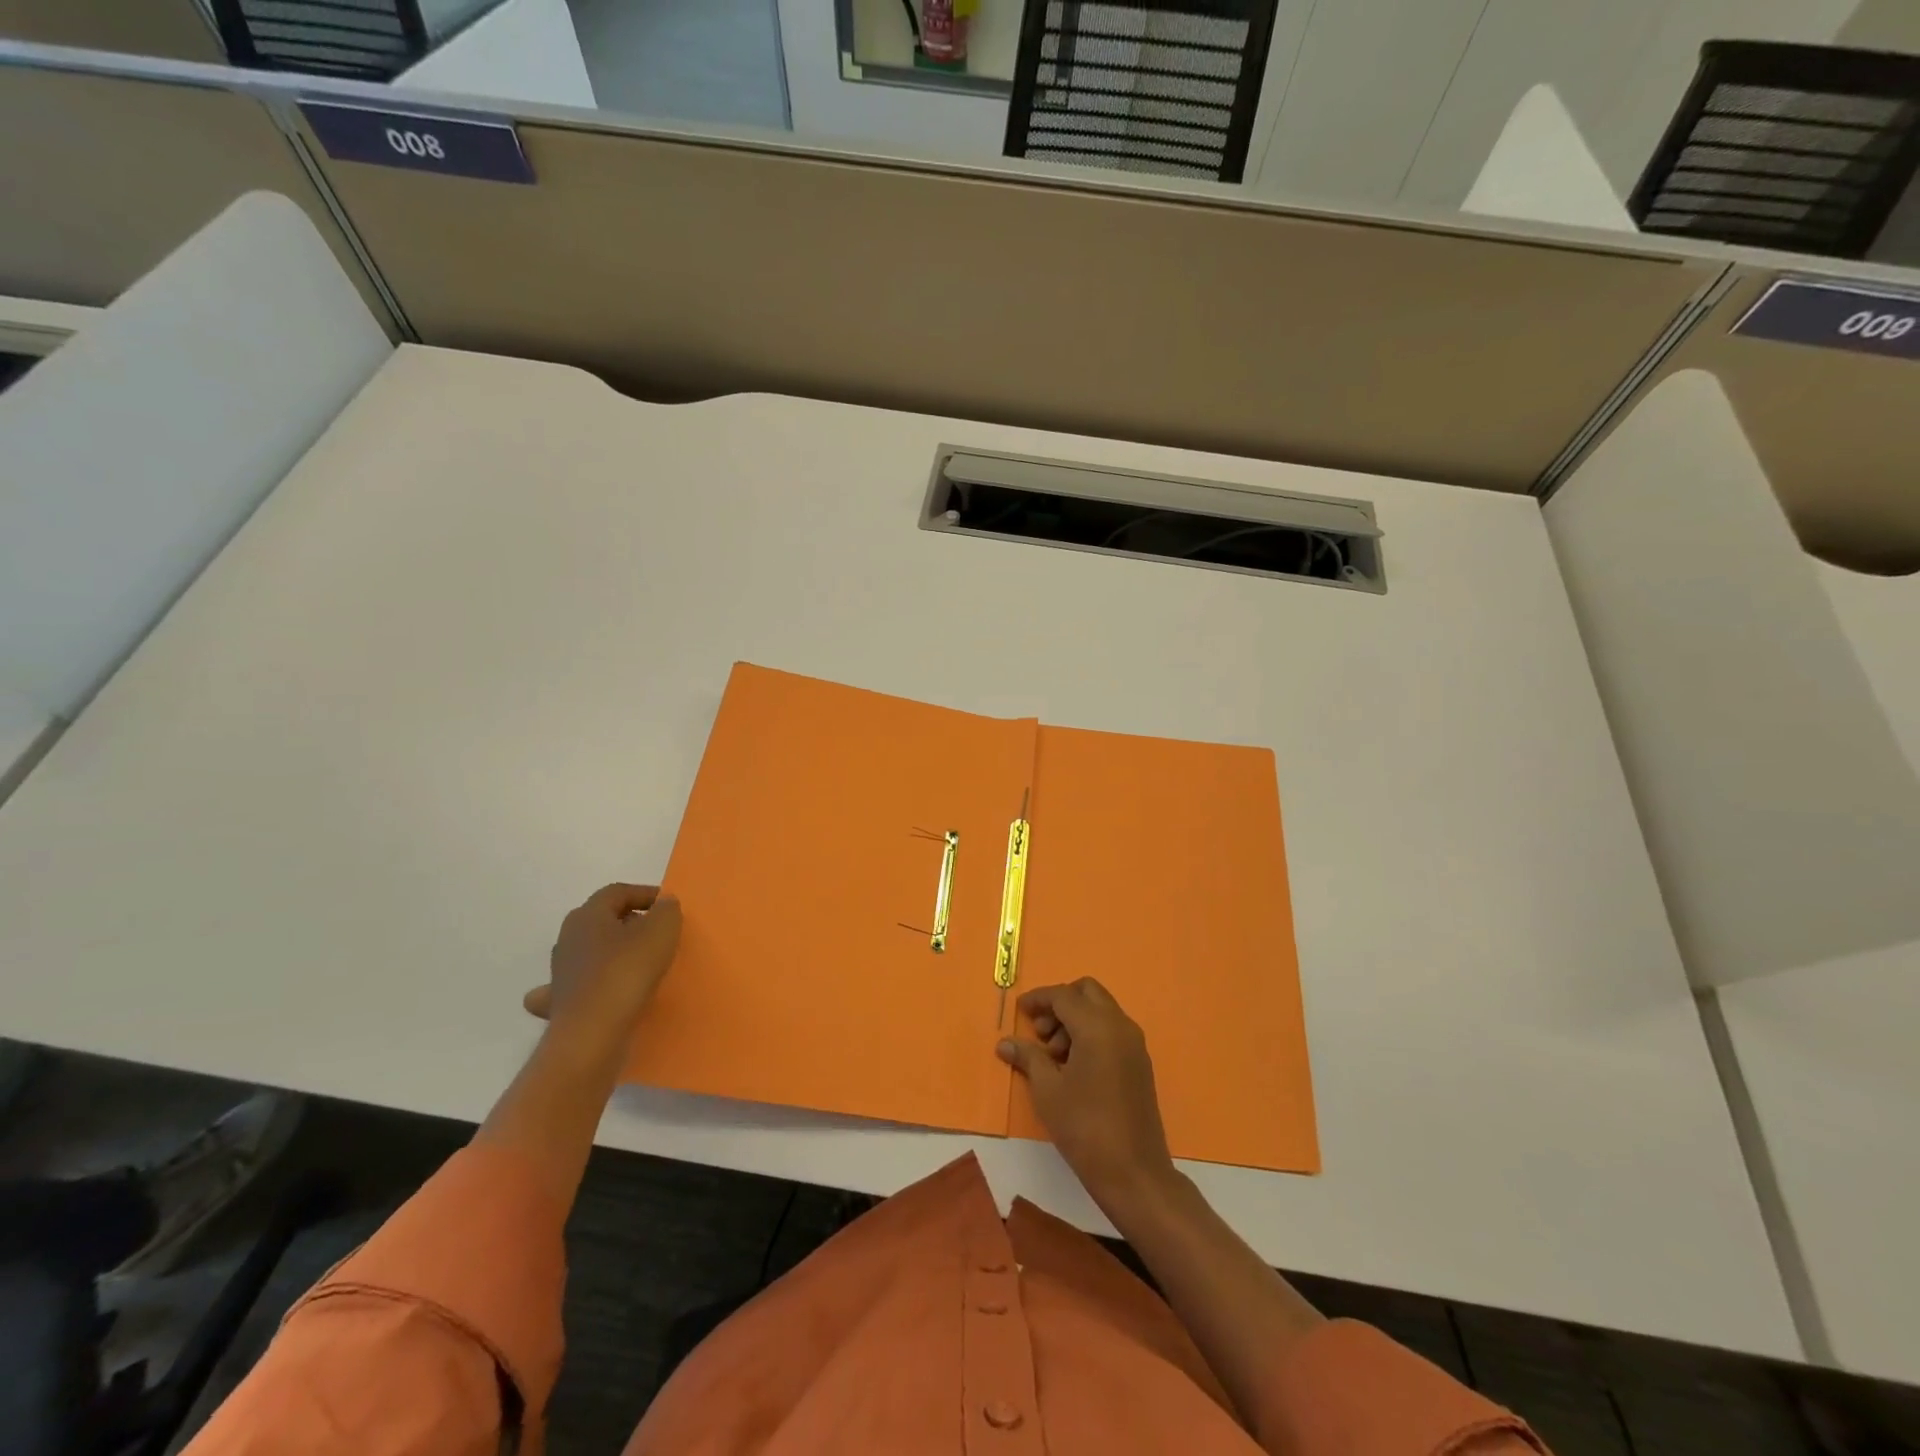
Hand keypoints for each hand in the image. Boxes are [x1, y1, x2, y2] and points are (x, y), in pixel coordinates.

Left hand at [523, 884, 680, 1045]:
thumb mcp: (661, 931)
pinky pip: (581, 985)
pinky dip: (595, 984)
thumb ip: (666, 911)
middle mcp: (568, 938)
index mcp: (588, 915)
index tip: (670, 907)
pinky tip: (607, 992)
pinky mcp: (561, 1003)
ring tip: (640, 963)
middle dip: (630, 922)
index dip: (645, 894)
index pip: (618, 892)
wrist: (592, 1034)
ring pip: (591, 952)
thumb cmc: (627, 973)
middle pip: (603, 920)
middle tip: (658, 933)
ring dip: (613, 953)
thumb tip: (663, 904)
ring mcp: (561, 972)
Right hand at [997, 978, 1175, 1209]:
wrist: (1134, 1173)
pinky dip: (1090, 1034)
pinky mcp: (1140, 1063)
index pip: (1063, 995)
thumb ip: (1027, 1057)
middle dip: (1060, 1004)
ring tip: (1053, 1057)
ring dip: (1075, 1020)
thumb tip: (1005, 1042)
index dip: (1038, 999)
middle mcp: (1120, 1026)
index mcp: (1098, 1026)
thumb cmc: (1085, 1127)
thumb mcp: (1047, 1090)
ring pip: (1101, 1011)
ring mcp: (1135, 1044)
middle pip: (1087, 992)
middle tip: (1040, 1033)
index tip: (1019, 1011)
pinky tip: (1073, 1067)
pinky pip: (1112, 1030)